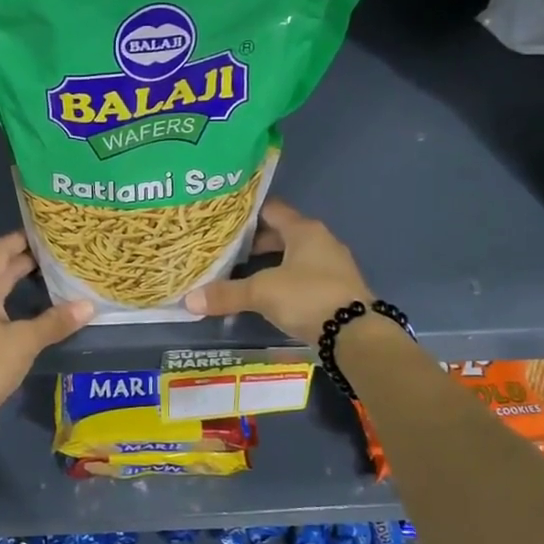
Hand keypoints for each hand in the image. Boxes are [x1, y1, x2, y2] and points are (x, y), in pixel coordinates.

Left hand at [0, 233, 93, 409]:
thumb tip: (89, 305)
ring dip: (24, 280)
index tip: (49, 231)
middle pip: (1, 268)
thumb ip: (55, 322)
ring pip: (1, 289)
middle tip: (60, 252)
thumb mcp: (24, 341)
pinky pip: (0, 307)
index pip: (1, 250)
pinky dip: (19, 300)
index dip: (22, 237)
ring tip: (55, 275)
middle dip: (28, 259)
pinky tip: (39, 307)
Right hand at [183, 198, 371, 342]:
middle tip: (226, 249)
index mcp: (304, 230)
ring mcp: (332, 265)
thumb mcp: (262, 293)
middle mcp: (321, 241)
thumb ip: (227, 294)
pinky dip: (285, 280)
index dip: (247, 213)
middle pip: (282, 233)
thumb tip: (188, 300)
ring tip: (242, 272)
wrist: (355, 334)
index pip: (271, 209)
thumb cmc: (307, 297)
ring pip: (293, 256)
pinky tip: (268, 294)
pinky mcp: (336, 289)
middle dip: (255, 242)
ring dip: (270, 262)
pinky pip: (304, 276)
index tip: (223, 219)